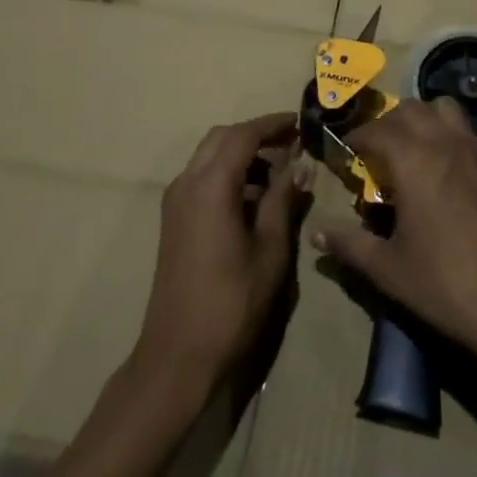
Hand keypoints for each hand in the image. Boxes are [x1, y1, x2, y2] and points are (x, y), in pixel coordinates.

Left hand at [134, 114, 311, 405]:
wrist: (179, 353)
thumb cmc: (233, 300)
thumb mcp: (270, 248)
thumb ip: (283, 199)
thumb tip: (301, 166)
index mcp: (210, 185)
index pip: (243, 135)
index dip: (274, 124)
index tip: (303, 123)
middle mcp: (187, 183)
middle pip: (222, 138)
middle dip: (257, 135)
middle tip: (293, 144)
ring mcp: (175, 201)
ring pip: (209, 156)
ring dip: (242, 154)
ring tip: (281, 171)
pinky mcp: (174, 220)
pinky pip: (202, 178)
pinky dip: (229, 173)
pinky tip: (255, 197)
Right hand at [313, 98, 476, 390]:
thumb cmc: (446, 285)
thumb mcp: (389, 269)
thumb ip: (349, 245)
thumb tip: (316, 234)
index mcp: (414, 162)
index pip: (375, 130)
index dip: (355, 138)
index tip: (344, 153)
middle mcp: (445, 144)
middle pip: (410, 109)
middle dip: (387, 123)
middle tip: (375, 153)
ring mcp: (476, 152)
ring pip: (444, 110)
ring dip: (421, 120)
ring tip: (410, 152)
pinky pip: (466, 132)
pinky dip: (446, 135)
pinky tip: (442, 173)